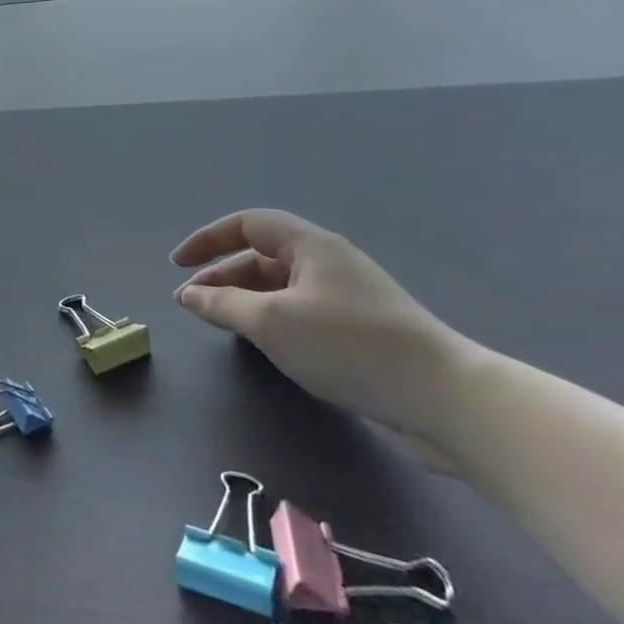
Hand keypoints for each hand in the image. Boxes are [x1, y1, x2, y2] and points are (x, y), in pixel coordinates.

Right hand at [170, 208, 474, 446]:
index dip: (208, 239)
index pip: (247, 224)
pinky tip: (263, 344)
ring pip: (281, 287)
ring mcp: (347, 297)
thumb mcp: (272, 322)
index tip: (178, 265)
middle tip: (192, 302)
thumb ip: (223, 305)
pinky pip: (301, 312)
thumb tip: (189, 294)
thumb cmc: (349, 345)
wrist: (445, 399)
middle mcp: (328, 262)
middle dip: (222, 275)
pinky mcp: (360, 330)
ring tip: (219, 323)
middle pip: (262, 256)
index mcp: (310, 245)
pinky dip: (272, 320)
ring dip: (245, 300)